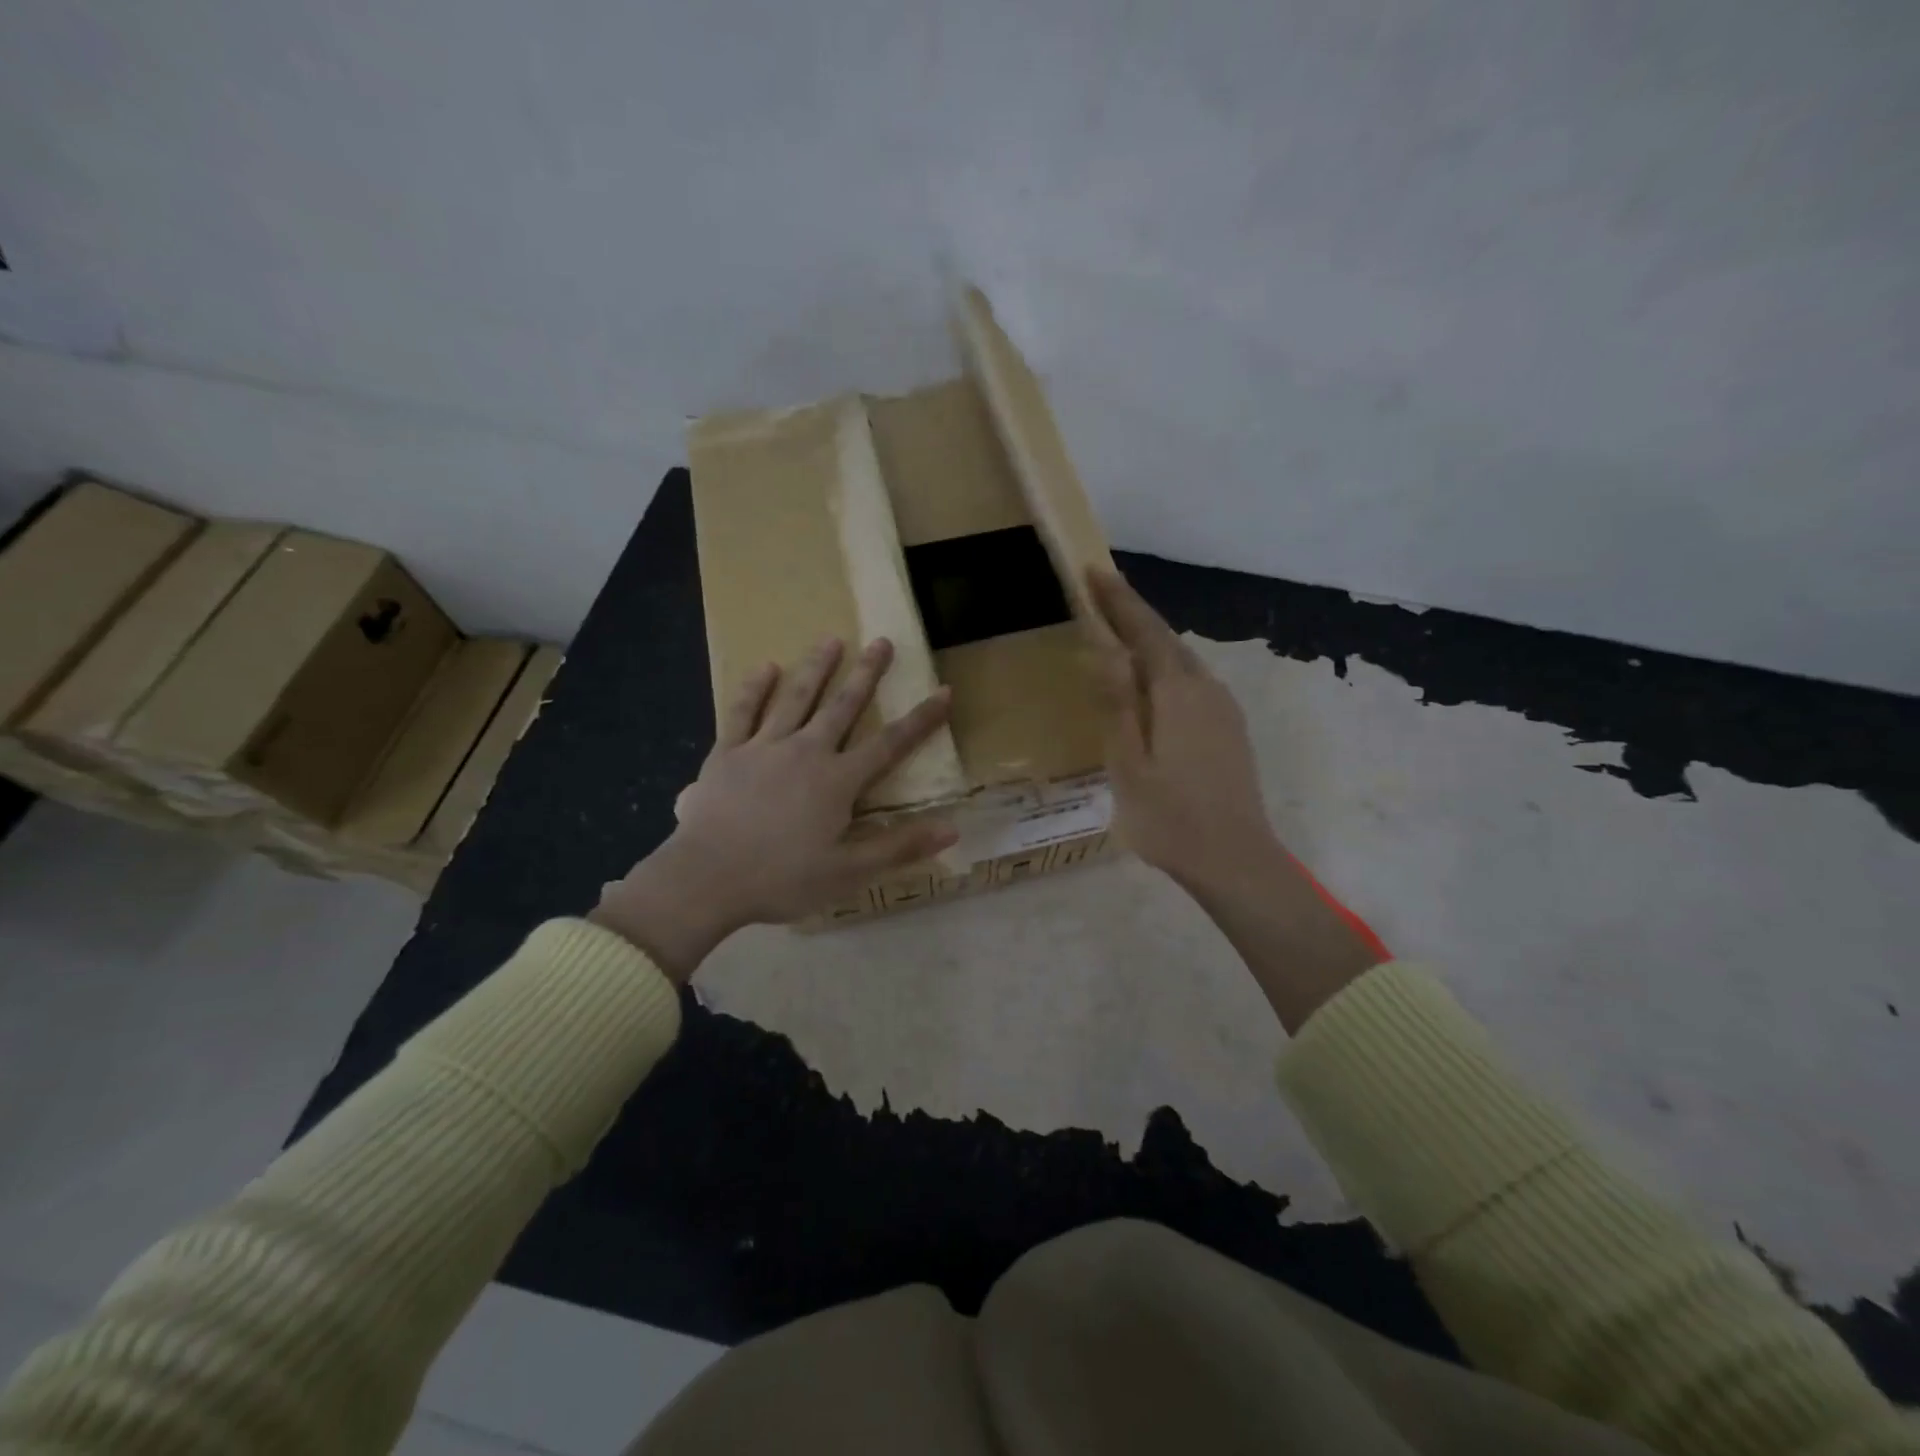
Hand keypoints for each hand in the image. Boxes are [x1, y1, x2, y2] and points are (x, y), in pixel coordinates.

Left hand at [590, 637, 957, 980]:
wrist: (706, 879)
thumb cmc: (782, 879)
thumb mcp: (848, 872)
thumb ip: (899, 847)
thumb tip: (952, 828)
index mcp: (838, 780)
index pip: (890, 743)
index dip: (920, 719)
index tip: (944, 692)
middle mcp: (806, 751)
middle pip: (842, 706)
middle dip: (866, 674)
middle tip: (881, 642)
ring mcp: (763, 747)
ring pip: (795, 698)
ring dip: (816, 668)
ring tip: (831, 640)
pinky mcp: (727, 752)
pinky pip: (742, 712)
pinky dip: (754, 688)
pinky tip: (765, 667)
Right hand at [1085, 568, 1282, 893]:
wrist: (1235, 859)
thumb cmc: (1170, 818)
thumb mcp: (1128, 764)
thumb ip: (1118, 703)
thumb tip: (1107, 647)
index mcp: (1177, 692)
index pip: (1144, 630)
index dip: (1118, 600)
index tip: (1094, 571)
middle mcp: (1205, 688)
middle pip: (1166, 639)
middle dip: (1134, 614)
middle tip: (1100, 596)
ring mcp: (1223, 708)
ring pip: (1181, 660)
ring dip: (1150, 640)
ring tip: (1118, 634)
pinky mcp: (1230, 727)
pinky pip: (1192, 681)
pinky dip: (1165, 668)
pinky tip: (1151, 683)